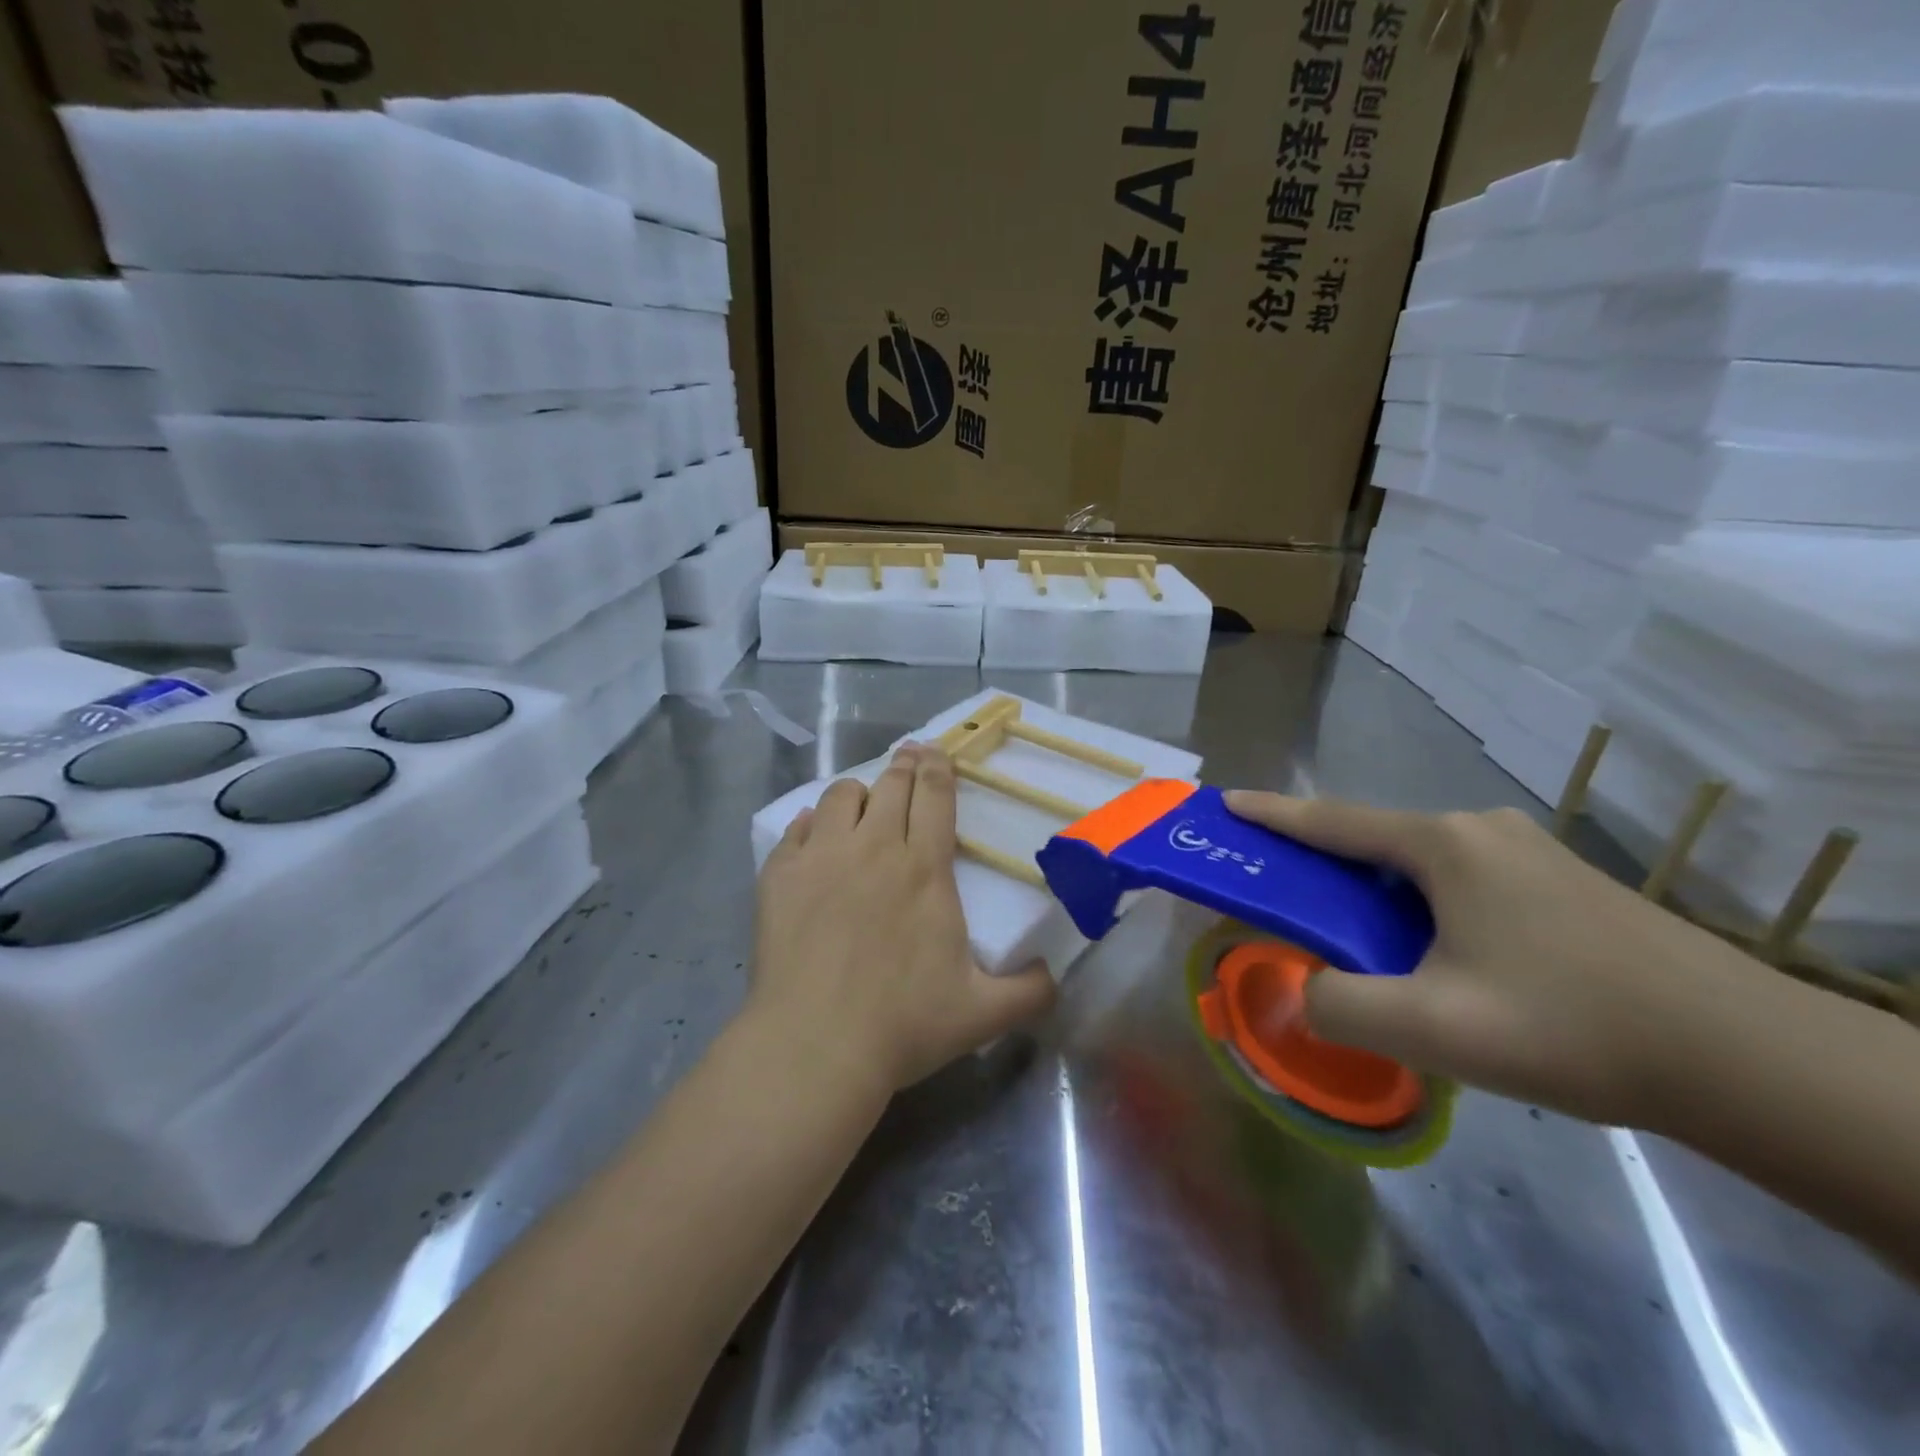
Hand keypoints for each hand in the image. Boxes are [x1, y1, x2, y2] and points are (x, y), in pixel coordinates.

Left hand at [752, 745, 1056, 1096]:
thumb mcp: (982, 1013)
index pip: (935, 797)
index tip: (936, 751)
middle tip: (908, 757)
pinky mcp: (780, 875)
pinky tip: (814, 834)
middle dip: (903, 765)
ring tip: (861, 801)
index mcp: (924, 869)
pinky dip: (810, 823)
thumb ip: (1029, 992)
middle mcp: (874, 848)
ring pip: (840, 796)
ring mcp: (822, 857)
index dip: (938, 768)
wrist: (815, 1045)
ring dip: (857, 791)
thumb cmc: (902, 1024)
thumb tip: (1055, 976)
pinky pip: (796, 828)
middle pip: (890, 785)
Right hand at [1224, 792, 1750, 1126]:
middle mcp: (1481, 830)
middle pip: (1375, 841)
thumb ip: (1338, 1006)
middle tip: (1286, 898)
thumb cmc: (1570, 1026)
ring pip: (1420, 866)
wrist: (1745, 1058)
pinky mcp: (1560, 882)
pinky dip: (1421, 906)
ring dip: (1377, 894)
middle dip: (1323, 865)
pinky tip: (1436, 955)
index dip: (1272, 816)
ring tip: (1360, 943)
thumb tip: (1302, 991)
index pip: (1332, 821)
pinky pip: (1461, 881)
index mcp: (1444, 846)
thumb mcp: (1434, 1029)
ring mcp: (1527, 852)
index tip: (1226, 805)